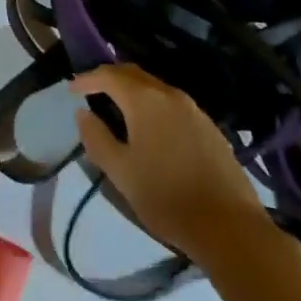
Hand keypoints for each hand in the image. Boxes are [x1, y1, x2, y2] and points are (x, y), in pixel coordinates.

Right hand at [71, 64, 267, 262]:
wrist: (229, 226)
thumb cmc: (166, 197)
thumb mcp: (120, 172)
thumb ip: (96, 138)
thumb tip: (83, 113)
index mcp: (145, 99)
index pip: (109, 75)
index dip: (87, 79)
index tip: (72, 90)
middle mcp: (170, 94)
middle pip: (134, 74)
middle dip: (110, 79)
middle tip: (92, 93)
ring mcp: (194, 109)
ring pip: (155, 89)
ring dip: (133, 93)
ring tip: (119, 111)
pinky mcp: (210, 127)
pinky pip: (173, 105)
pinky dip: (154, 106)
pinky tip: (152, 130)